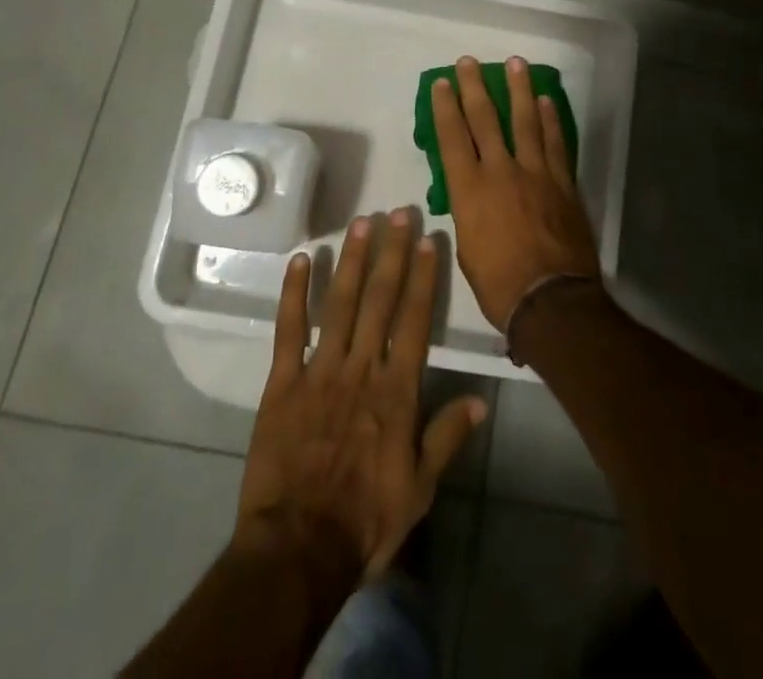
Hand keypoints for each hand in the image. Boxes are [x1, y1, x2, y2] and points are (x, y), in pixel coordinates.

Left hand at [236, 208, 486, 580]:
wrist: (297, 549)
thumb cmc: (365, 520)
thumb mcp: (419, 489)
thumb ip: (447, 438)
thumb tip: (480, 399)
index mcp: (396, 391)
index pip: (415, 320)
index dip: (424, 277)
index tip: (429, 240)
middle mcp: (361, 368)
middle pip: (380, 300)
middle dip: (392, 253)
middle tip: (398, 213)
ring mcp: (319, 371)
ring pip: (339, 304)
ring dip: (352, 261)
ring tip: (361, 224)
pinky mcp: (282, 383)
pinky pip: (289, 330)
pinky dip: (293, 293)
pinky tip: (299, 260)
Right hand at [429, 55, 601, 329]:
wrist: (551, 300)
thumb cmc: (499, 284)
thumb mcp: (468, 249)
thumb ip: (470, 212)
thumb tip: (473, 196)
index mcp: (469, 190)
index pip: (452, 138)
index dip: (446, 108)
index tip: (442, 83)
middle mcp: (501, 172)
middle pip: (486, 120)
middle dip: (475, 87)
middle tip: (469, 62)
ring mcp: (536, 173)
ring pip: (526, 121)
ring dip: (519, 90)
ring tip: (516, 63)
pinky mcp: (562, 182)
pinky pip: (555, 143)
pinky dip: (551, 120)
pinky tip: (546, 101)